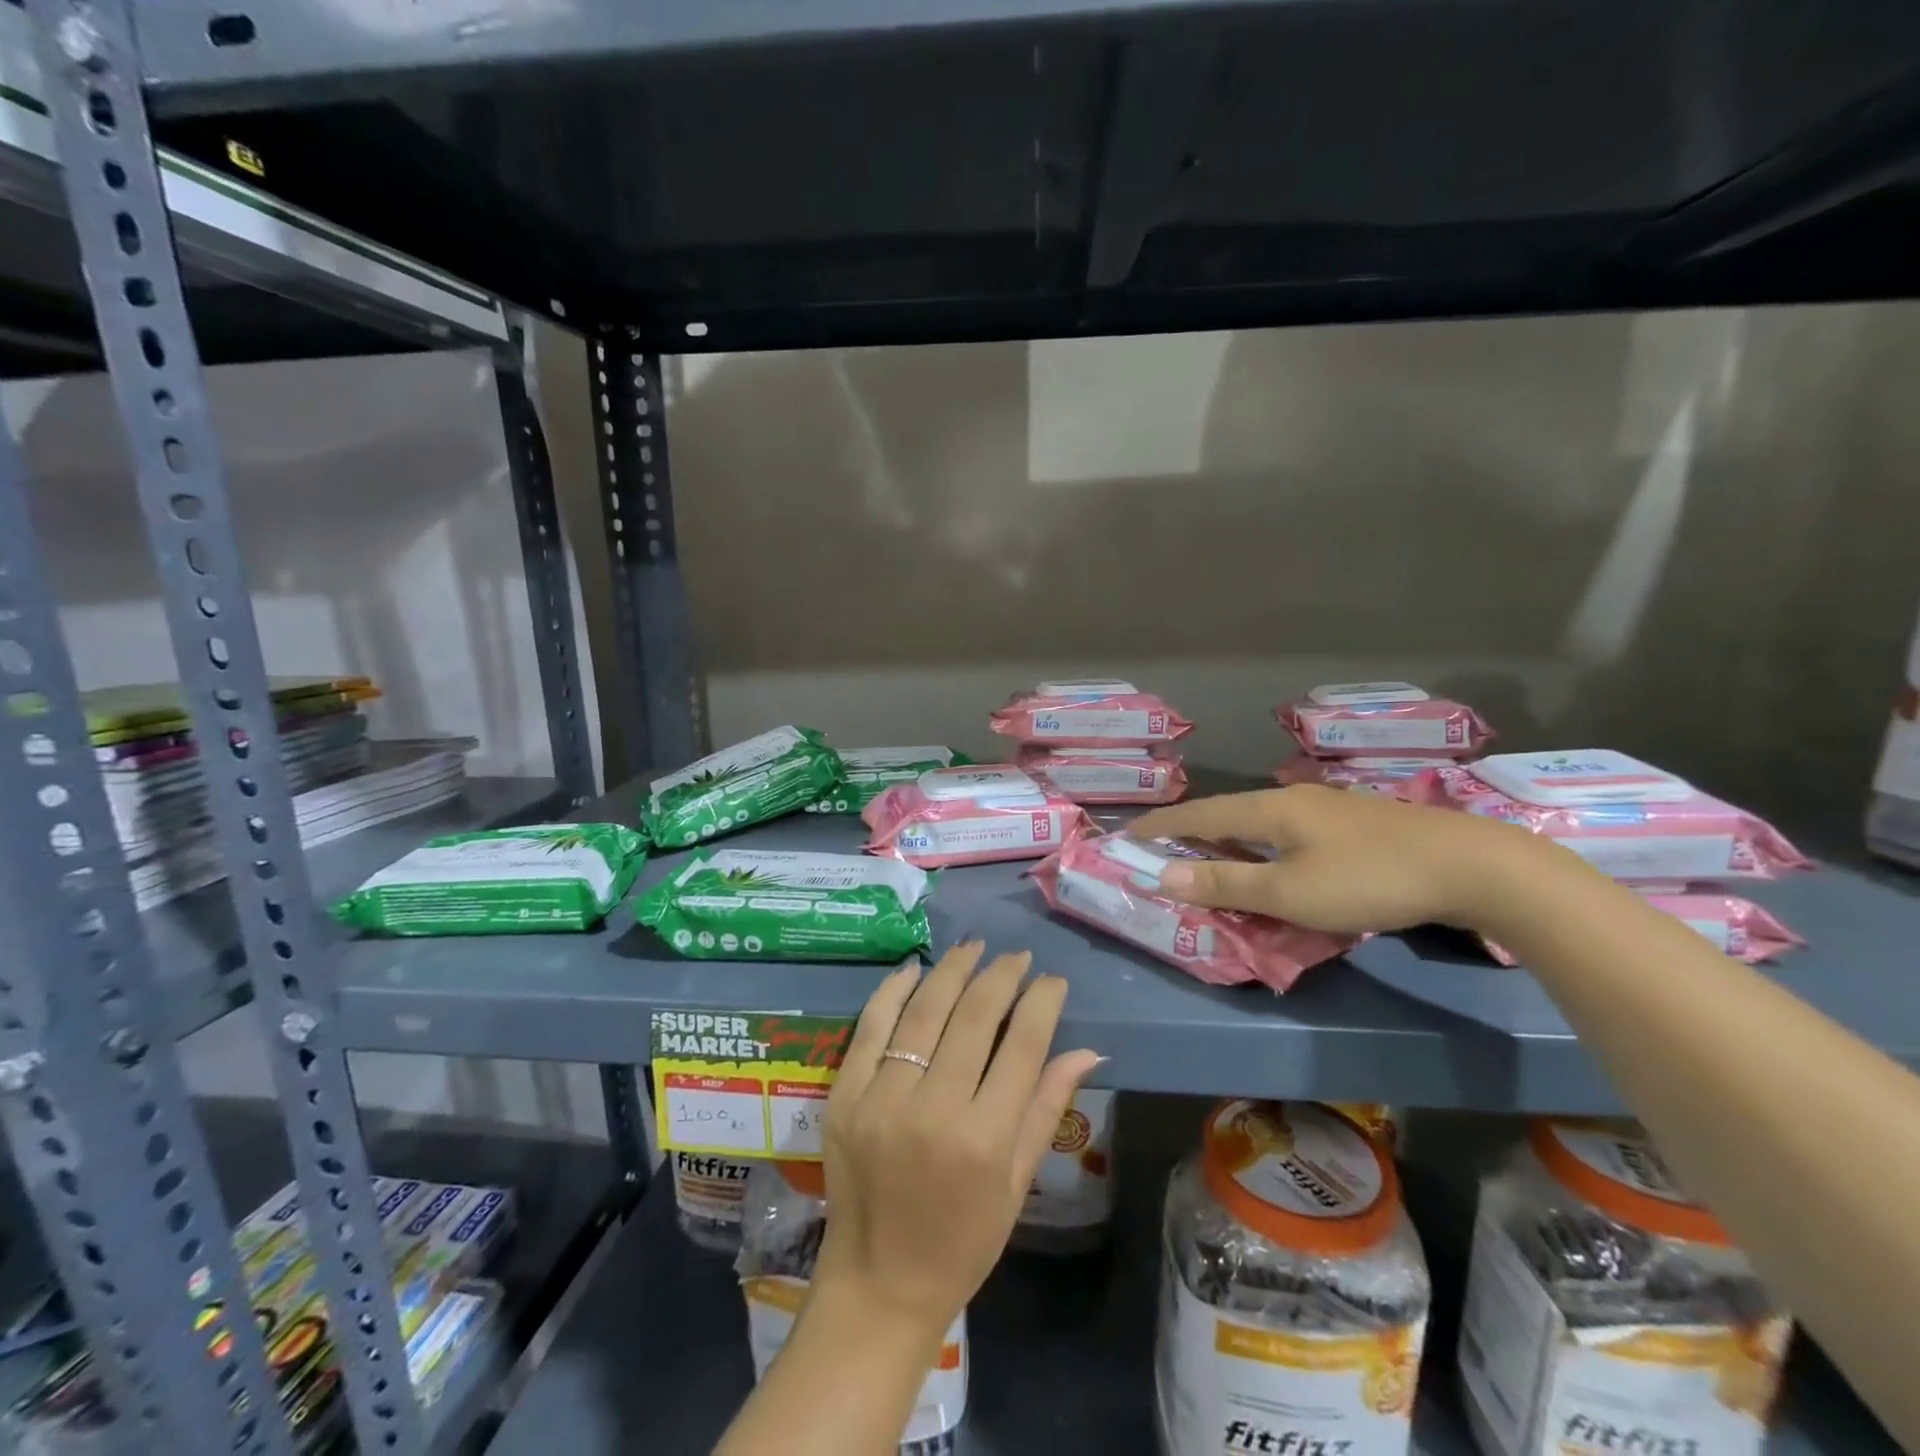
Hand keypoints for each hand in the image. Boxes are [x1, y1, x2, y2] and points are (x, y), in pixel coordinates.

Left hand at [813, 944, 1099, 1341]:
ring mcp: (882, 1099)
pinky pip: (870, 1026)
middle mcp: (934, 1110)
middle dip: (1001, 976)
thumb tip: (1087, 1050)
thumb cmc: (961, 1242)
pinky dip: (894, 990)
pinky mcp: (845, 1096)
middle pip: (975, 1017)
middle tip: (1017, 957)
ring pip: (925, 1011)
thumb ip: (1047, 1109)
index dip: (1042, 1002)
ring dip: (953, 971)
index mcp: (985, 1140)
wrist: (877, 1285)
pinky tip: (916, 968)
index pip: (1022, 1045)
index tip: (1052, 980)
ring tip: (974, 949)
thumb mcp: (1016, 1184)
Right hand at [1130, 784, 1535, 933]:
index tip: (1128, 834)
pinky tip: (1274, 860)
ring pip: (1260, 821)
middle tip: (1164, 851)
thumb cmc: (1367, 879)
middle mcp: (1292, 799)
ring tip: (1211, 858)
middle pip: (1227, 812)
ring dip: (1228, 839)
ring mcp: (1326, 808)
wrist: (1469, 864)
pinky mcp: (1354, 823)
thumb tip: (1164, 876)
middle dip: (1191, 831)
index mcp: (1269, 809)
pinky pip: (1287, 831)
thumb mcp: (1289, 891)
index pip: (1199, 814)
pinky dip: (1262, 846)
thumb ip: (1225, 884)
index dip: (1161, 826)